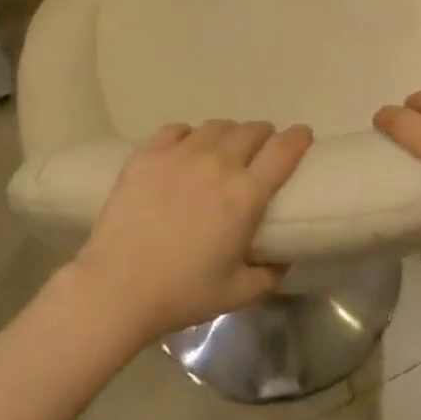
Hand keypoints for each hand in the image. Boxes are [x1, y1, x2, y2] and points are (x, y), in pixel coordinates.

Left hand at [69, 119, 313, 341]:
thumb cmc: (182, 293)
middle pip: (251, 130)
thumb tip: (283, 258)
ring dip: (229, 134)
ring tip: (223, 149)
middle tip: (261, 150)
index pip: (283, 150)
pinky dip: (189, 135)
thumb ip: (270, 274)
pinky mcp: (147, 154)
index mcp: (246, 195)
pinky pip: (178, 129)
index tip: (303, 135)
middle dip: (264, 135)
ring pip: (216, 126)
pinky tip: (186, 149)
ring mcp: (180, 155)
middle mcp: (218, 164)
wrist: (117, 288)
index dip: (299, 137)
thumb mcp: (239, 293)